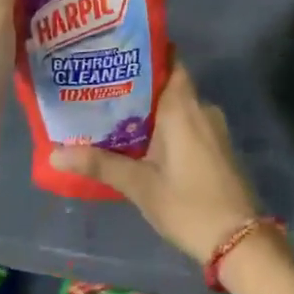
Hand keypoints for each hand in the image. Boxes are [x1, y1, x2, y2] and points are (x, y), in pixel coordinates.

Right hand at [49, 62, 260, 262]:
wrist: (239, 241)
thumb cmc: (188, 206)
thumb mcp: (140, 186)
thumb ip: (100, 165)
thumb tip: (54, 153)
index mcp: (184, 108)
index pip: (169, 61)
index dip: (144, 54)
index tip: (114, 52)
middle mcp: (202, 109)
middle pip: (169, 83)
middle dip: (138, 84)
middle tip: (100, 85)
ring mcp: (213, 129)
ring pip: (178, 106)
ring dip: (150, 108)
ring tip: (112, 112)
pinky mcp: (217, 147)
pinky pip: (188, 123)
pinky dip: (166, 125)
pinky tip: (140, 139)